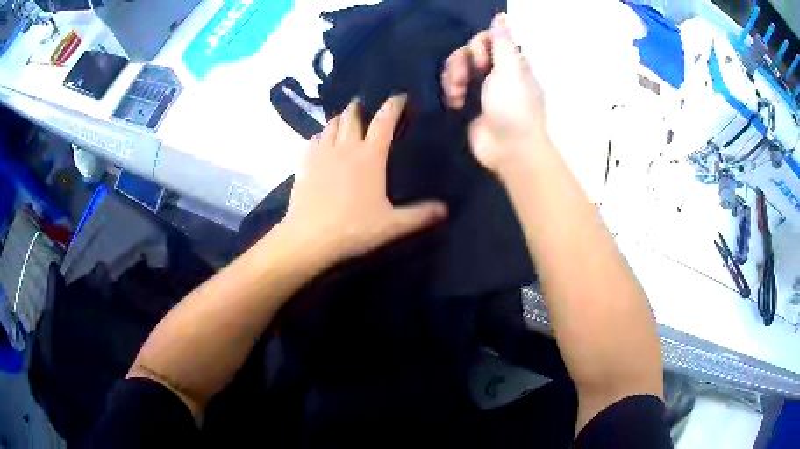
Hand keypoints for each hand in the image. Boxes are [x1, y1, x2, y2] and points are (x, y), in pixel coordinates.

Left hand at [282, 95, 447, 265]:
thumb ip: (420, 215)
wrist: (309, 238)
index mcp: (370, 157)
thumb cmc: (353, 228)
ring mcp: (322, 153)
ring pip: (331, 124)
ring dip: (340, 117)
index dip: (393, 105)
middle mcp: (345, 147)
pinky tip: (323, 140)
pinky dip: (322, 134)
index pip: (384, 121)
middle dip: (360, 106)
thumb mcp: (392, 225)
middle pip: (352, 115)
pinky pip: (314, 138)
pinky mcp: (305, 163)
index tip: (400, 97)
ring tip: (345, 119)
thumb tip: (445, 209)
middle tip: (365, 105)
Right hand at [442, 13, 546, 173]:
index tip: (480, 60)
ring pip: (456, 68)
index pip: (487, 39)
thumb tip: (501, 16)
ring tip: (458, 93)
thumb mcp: (511, 68)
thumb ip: (502, 41)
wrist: (509, 148)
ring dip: (453, 77)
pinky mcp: (467, 103)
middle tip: (465, 78)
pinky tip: (455, 103)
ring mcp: (480, 88)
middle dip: (462, 62)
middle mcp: (495, 71)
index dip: (478, 45)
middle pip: (468, 52)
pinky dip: (450, 91)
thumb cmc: (514, 106)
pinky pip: (451, 86)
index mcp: (510, 61)